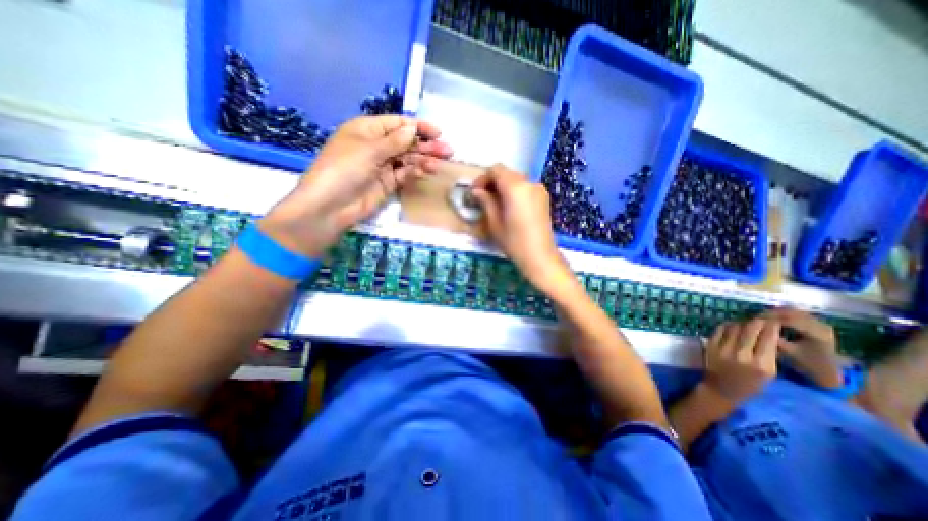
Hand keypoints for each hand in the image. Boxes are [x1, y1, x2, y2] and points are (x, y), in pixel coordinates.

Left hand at [261, 117, 453, 258]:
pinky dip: (415, 172)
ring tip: (439, 164)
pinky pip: (404, 174)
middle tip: (447, 151)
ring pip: (408, 159)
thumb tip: (413, 129)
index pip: (397, 124)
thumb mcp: (369, 150)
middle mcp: (376, 146)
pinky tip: (427, 172)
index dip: (418, 127)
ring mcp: (382, 166)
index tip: (438, 133)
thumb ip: (395, 141)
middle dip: (426, 145)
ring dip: (424, 160)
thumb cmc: (344, 169)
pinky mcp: (387, 183)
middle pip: (406, 142)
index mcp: (367, 129)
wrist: (331, 207)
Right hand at [473, 164, 570, 290]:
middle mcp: (529, 183)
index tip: (475, 192)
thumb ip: (486, 202)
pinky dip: (515, 191)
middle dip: (493, 182)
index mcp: (515, 187)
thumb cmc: (514, 242)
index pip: (496, 170)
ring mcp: (539, 189)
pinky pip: (525, 187)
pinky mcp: (544, 198)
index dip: (483, 178)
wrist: (540, 256)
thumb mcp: (494, 223)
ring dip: (504, 186)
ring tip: (495, 203)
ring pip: (516, 179)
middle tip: (482, 198)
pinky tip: (509, 207)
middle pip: (507, 173)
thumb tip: (477, 191)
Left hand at [700, 318, 777, 406]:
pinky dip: (728, 325)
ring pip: (735, 326)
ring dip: (743, 322)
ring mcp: (724, 349)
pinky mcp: (710, 345)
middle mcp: (742, 354)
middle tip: (763, 317)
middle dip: (759, 320)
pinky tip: (733, 326)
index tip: (775, 320)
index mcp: (762, 364)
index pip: (769, 338)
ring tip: (748, 322)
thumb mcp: (769, 373)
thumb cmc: (750, 384)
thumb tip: (770, 333)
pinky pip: (721, 329)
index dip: (772, 326)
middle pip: (751, 328)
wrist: (721, 389)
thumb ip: (769, 354)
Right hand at [760, 308, 841, 388]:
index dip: (768, 317)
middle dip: (770, 313)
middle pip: (790, 311)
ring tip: (761, 318)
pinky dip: (781, 314)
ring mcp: (819, 322)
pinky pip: (794, 313)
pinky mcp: (815, 322)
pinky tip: (771, 319)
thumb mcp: (788, 352)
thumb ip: (773, 338)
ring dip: (775, 313)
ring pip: (792, 310)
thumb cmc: (807, 364)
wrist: (828, 371)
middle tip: (754, 317)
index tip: (753, 319)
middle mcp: (821, 324)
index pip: (789, 319)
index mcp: (817, 333)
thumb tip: (756, 327)